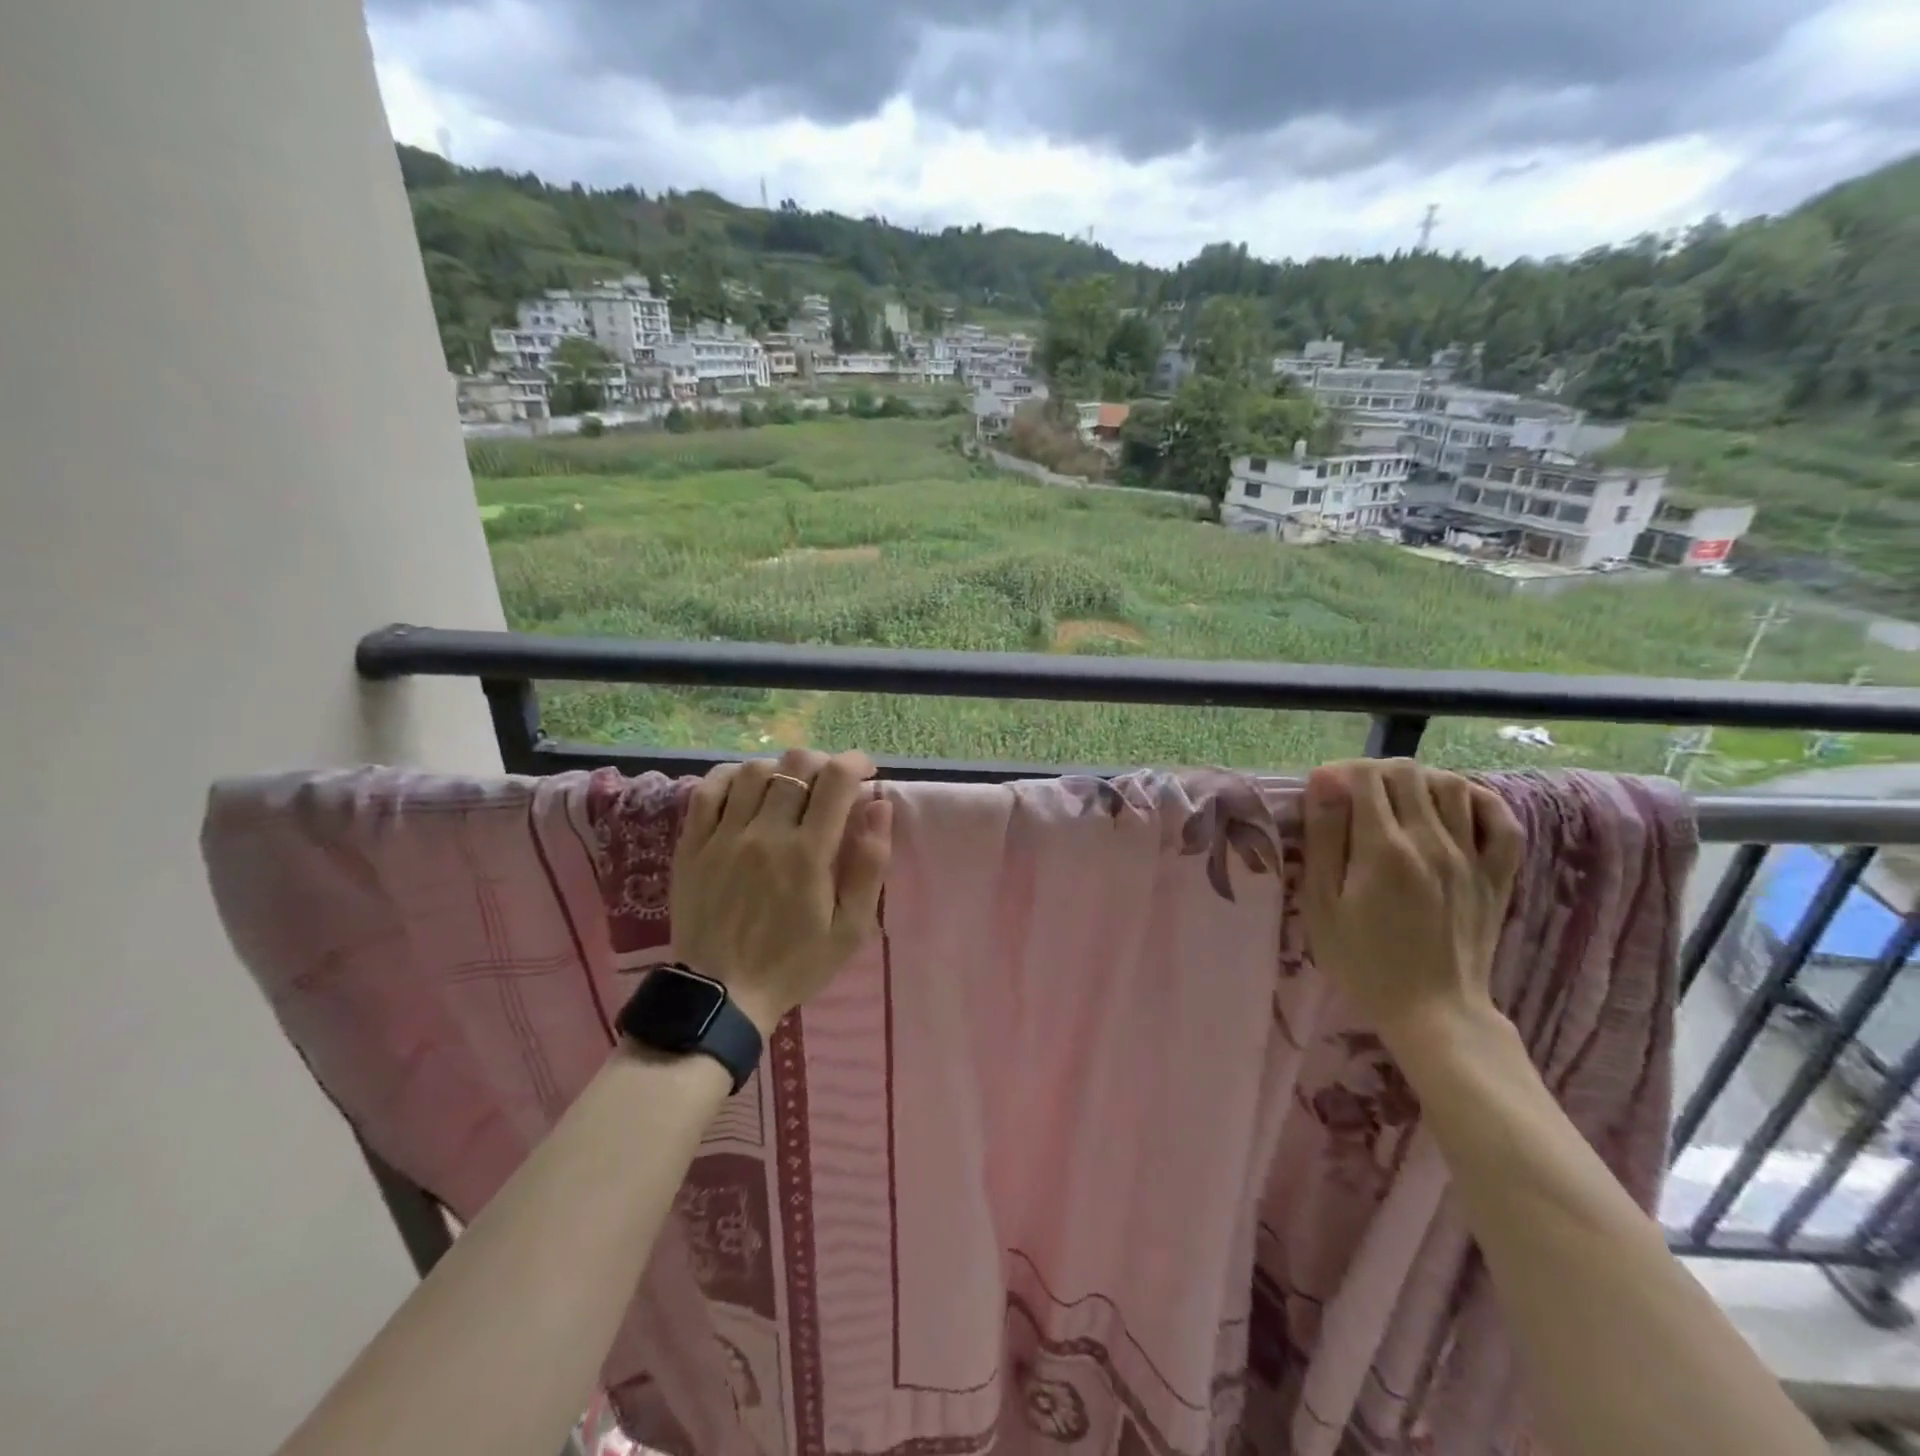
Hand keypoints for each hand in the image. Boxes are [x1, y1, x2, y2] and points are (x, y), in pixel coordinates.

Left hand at [671, 748, 893, 1036]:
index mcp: (809, 853)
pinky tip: (745, 787)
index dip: (855, 762)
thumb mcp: (850, 928)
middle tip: (831, 784)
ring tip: (790, 788)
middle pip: (796, 764)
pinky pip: (708, 790)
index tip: (865, 772)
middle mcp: (766, 833)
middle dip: (823, 763)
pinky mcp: (692, 845)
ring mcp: (724, 836)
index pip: (836, 779)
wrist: (721, 995)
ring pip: (754, 770)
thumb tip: (880, 807)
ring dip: (781, 769)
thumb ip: (870, 865)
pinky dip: (731, 776)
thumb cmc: (794, 963)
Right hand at [1300, 759, 1523, 1046]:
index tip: (1324, 791)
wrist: (1432, 1011)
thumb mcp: (1322, 904)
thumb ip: (1323, 839)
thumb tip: (1323, 782)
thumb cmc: (1362, 960)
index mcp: (1383, 849)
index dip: (1341, 772)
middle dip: (1374, 772)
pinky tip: (1454, 806)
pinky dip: (1477, 800)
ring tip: (1396, 800)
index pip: (1366, 777)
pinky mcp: (1497, 874)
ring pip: (1451, 785)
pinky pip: (1501, 819)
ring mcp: (1471, 856)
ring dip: (1419, 781)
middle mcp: (1431, 841)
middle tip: (1354, 795)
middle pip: (1407, 773)